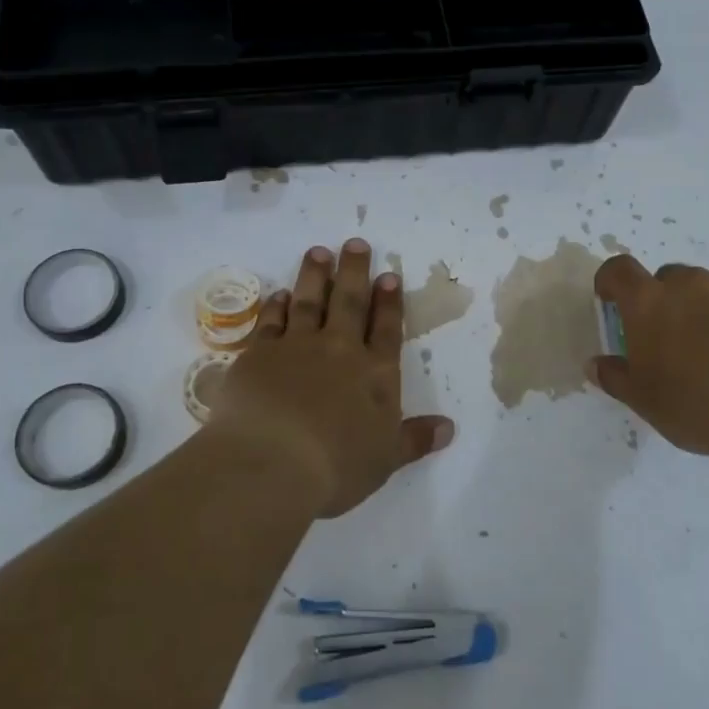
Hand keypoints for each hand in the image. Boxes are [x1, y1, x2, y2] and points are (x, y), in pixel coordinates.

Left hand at [216, 239, 455, 517]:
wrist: (271, 462)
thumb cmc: (337, 466)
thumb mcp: (386, 459)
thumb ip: (415, 439)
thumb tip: (449, 429)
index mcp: (375, 373)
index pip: (386, 329)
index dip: (389, 302)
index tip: (388, 276)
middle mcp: (339, 350)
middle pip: (349, 301)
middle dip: (354, 271)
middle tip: (355, 243)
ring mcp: (297, 347)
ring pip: (309, 301)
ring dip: (315, 275)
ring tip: (318, 252)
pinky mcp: (260, 353)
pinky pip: (271, 321)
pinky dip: (275, 306)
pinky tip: (278, 294)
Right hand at [589, 255, 708, 456]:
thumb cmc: (693, 407)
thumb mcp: (642, 400)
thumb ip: (614, 376)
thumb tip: (596, 364)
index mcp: (650, 302)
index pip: (619, 269)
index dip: (611, 281)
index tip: (612, 301)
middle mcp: (692, 286)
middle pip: (669, 278)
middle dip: (664, 300)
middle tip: (669, 339)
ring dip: (704, 311)